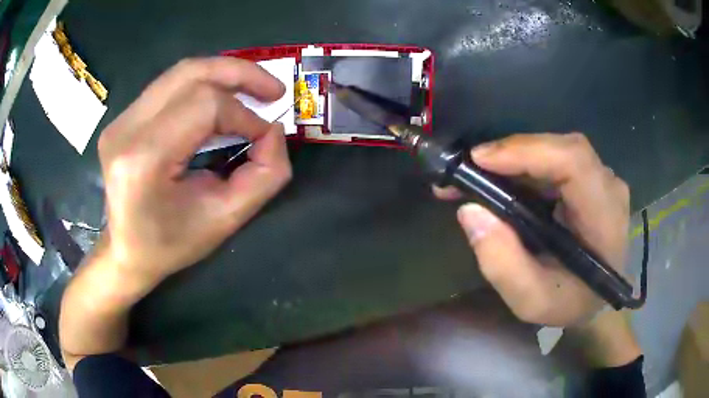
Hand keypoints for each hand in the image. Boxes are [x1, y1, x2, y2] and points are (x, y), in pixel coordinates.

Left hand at [97, 57, 291, 291]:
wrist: (127, 251)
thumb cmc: (171, 244)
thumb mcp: (225, 220)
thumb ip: (264, 175)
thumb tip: (274, 131)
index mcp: (144, 159)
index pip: (204, 106)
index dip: (244, 114)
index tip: (265, 135)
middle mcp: (126, 129)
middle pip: (190, 74)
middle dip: (239, 74)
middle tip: (273, 89)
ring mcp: (120, 120)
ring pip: (180, 73)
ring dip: (222, 74)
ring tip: (252, 87)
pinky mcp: (123, 118)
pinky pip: (169, 86)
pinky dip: (202, 85)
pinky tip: (220, 99)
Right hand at [435, 133, 629, 325]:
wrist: (596, 299)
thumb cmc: (569, 304)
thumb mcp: (531, 300)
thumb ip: (502, 263)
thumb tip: (471, 210)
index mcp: (604, 219)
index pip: (574, 163)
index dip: (527, 152)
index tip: (480, 160)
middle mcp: (609, 188)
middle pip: (562, 148)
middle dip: (513, 152)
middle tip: (470, 168)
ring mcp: (603, 180)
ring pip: (557, 149)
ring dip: (516, 157)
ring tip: (479, 175)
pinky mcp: (592, 178)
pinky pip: (557, 159)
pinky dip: (526, 164)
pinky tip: (504, 178)